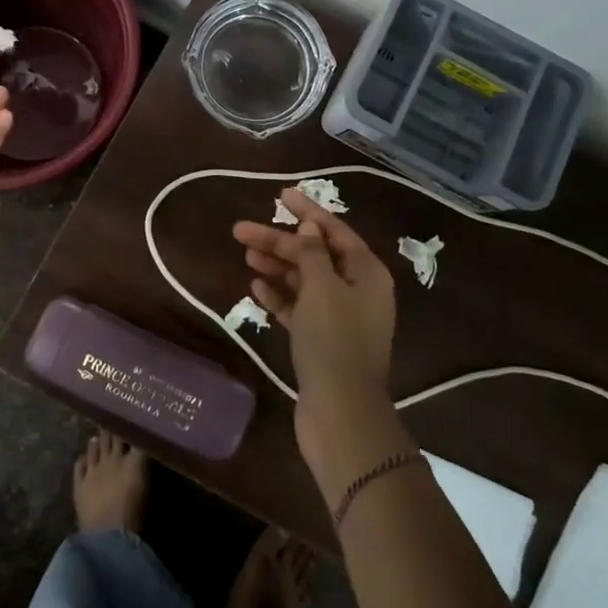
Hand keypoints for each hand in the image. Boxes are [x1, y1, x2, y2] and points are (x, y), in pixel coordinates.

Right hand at [232, 188, 398, 470]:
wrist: (340, 412)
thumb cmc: (334, 340)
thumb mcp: (322, 288)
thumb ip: (313, 254)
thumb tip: (310, 228)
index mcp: (367, 273)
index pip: (334, 231)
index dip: (307, 212)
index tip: (281, 195)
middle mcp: (357, 291)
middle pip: (315, 256)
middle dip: (280, 242)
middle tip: (241, 231)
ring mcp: (340, 318)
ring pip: (305, 282)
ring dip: (277, 267)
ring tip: (244, 255)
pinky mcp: (323, 342)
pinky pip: (300, 309)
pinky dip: (280, 297)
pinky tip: (256, 288)